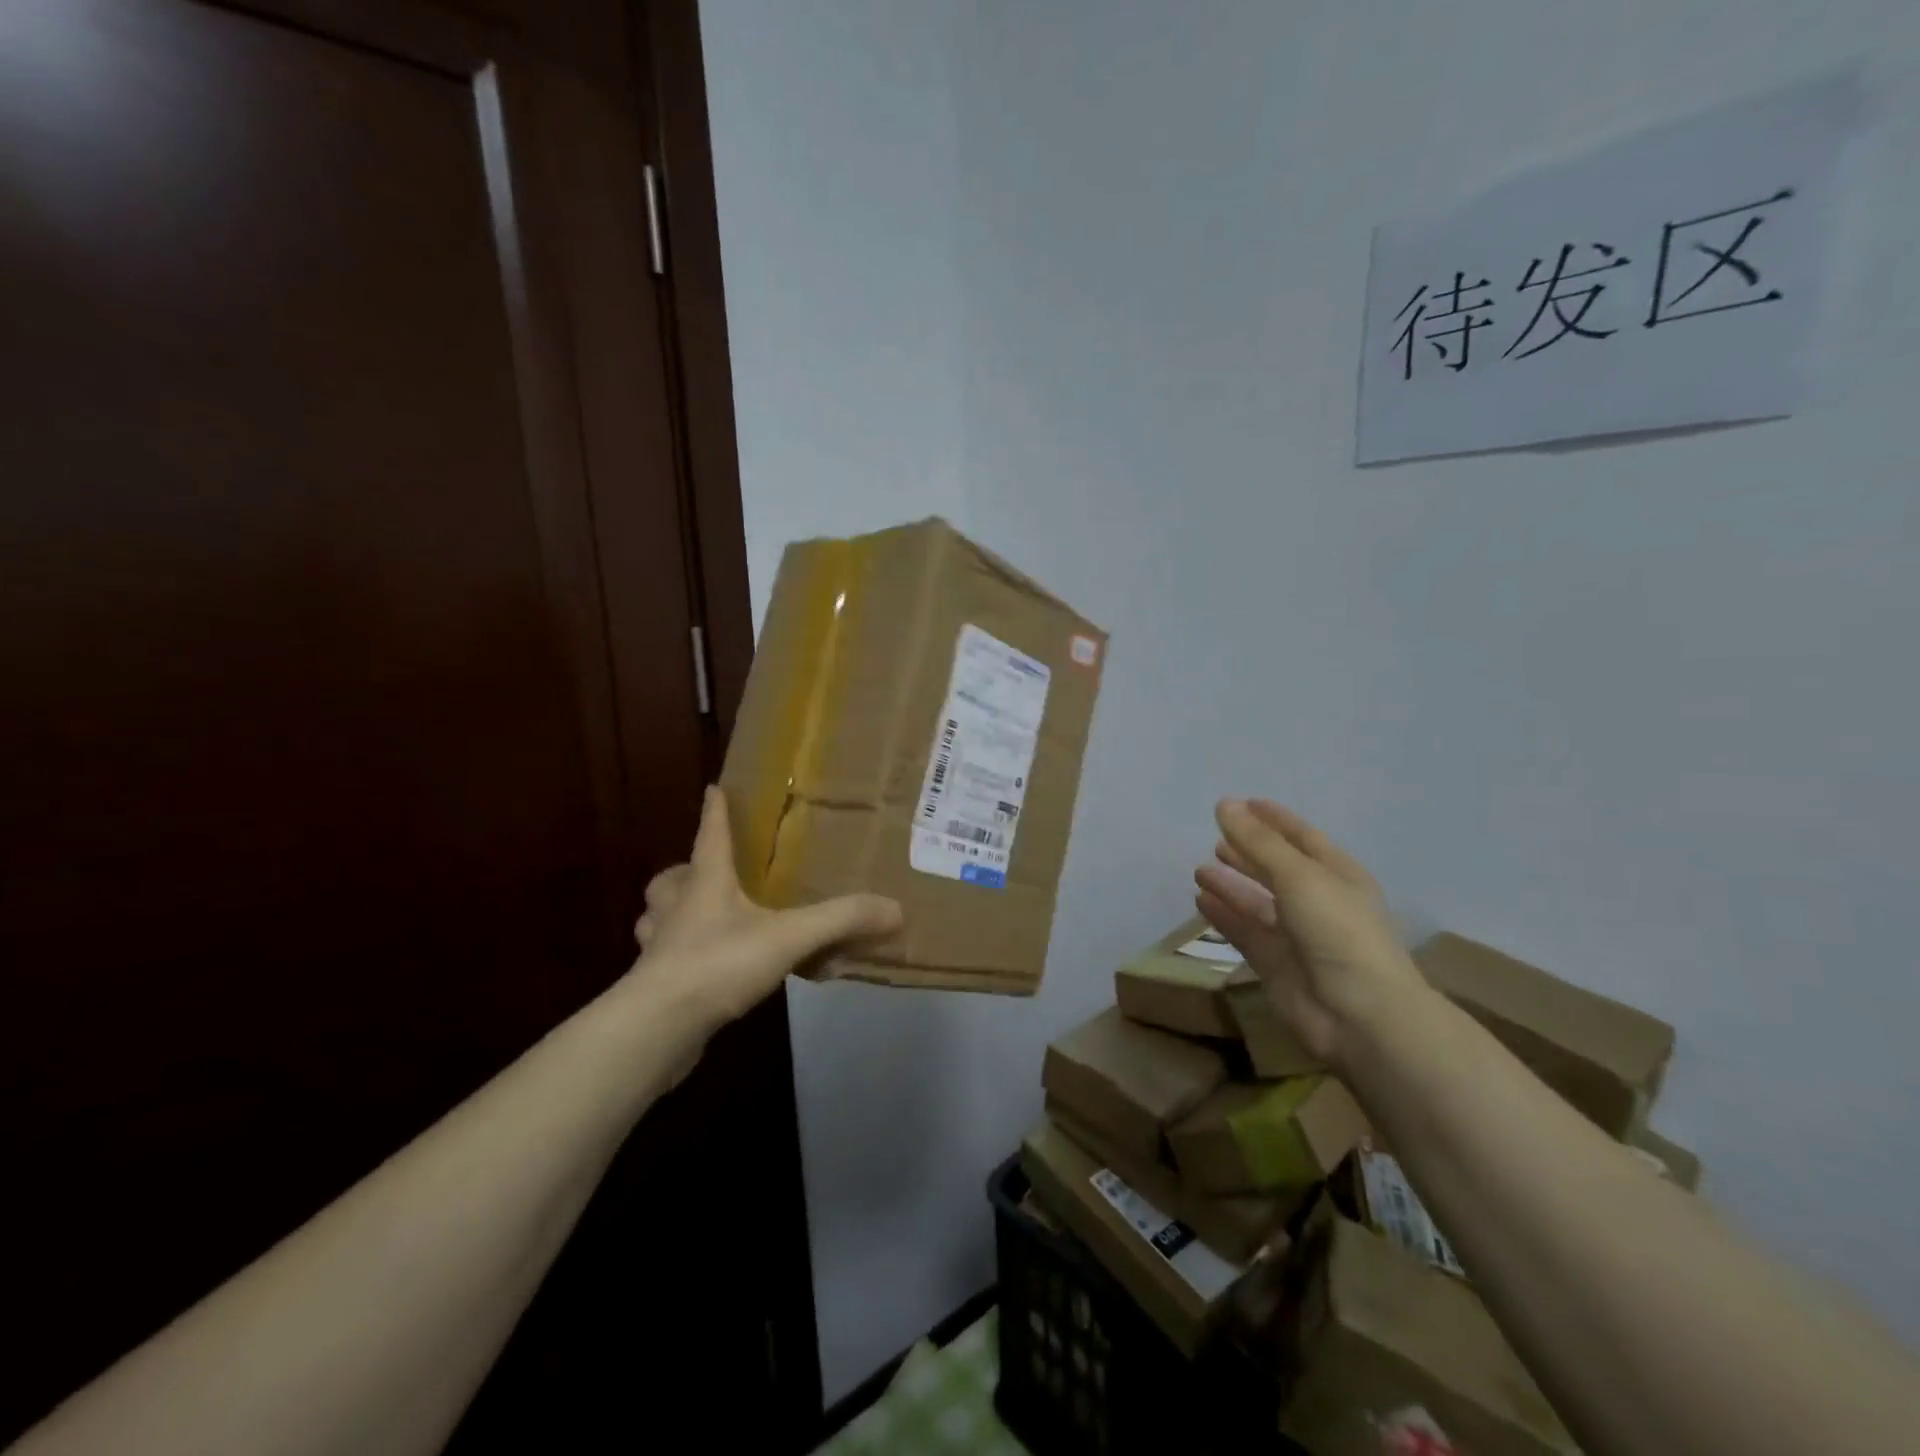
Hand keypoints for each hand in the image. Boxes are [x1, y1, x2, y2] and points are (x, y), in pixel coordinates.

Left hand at [633, 786, 902, 1039]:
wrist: (656, 1028)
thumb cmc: (718, 963)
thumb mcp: (789, 937)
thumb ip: (840, 921)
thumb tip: (895, 909)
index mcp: (705, 882)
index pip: (710, 834)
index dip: (715, 810)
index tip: (713, 788)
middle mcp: (676, 907)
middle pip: (671, 878)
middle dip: (685, 871)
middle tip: (707, 874)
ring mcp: (660, 947)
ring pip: (657, 919)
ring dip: (674, 914)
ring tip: (703, 921)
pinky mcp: (654, 985)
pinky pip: (665, 960)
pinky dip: (681, 958)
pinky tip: (707, 974)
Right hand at [1193, 798, 1425, 1067]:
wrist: (1360, 1015)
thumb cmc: (1338, 931)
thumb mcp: (1298, 875)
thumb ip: (1258, 841)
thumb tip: (1224, 804)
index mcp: (1337, 875)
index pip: (1301, 837)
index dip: (1273, 819)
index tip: (1241, 803)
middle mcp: (1317, 901)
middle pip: (1276, 869)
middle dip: (1248, 853)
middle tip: (1216, 839)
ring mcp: (1296, 935)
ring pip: (1257, 902)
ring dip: (1231, 885)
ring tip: (1200, 870)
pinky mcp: (1275, 964)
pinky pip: (1244, 932)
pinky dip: (1224, 916)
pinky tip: (1200, 902)